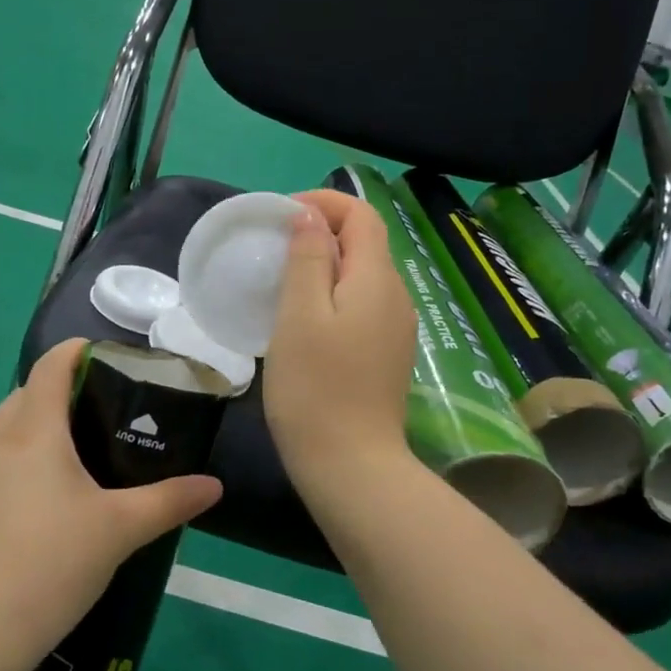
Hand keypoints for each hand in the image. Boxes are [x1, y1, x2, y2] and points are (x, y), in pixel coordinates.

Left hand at [0, 338, 222, 663]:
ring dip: (37, 427)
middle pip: (25, 394)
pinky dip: (20, 461)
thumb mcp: (121, 529)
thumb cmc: (52, 562)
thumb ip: (170, 501)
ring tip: (79, 455)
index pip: (51, 366)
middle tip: (104, 412)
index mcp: (33, 432)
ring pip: (5, 430)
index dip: (78, 351)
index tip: (109, 358)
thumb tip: (214, 486)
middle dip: (60, 390)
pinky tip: (45, 501)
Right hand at [263, 189, 418, 498]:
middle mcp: (397, 296)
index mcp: (377, 279)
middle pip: (365, 242)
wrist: (353, 467)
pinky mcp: (388, 354)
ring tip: (283, 282)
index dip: (323, 203)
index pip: (362, 214)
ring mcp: (397, 328)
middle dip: (322, 232)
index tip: (280, 217)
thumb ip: (308, 258)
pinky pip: (363, 305)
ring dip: (326, 265)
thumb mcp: (300, 315)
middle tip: (273, 249)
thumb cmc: (316, 388)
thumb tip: (310, 216)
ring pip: (363, 276)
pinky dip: (334, 296)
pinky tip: (305, 321)